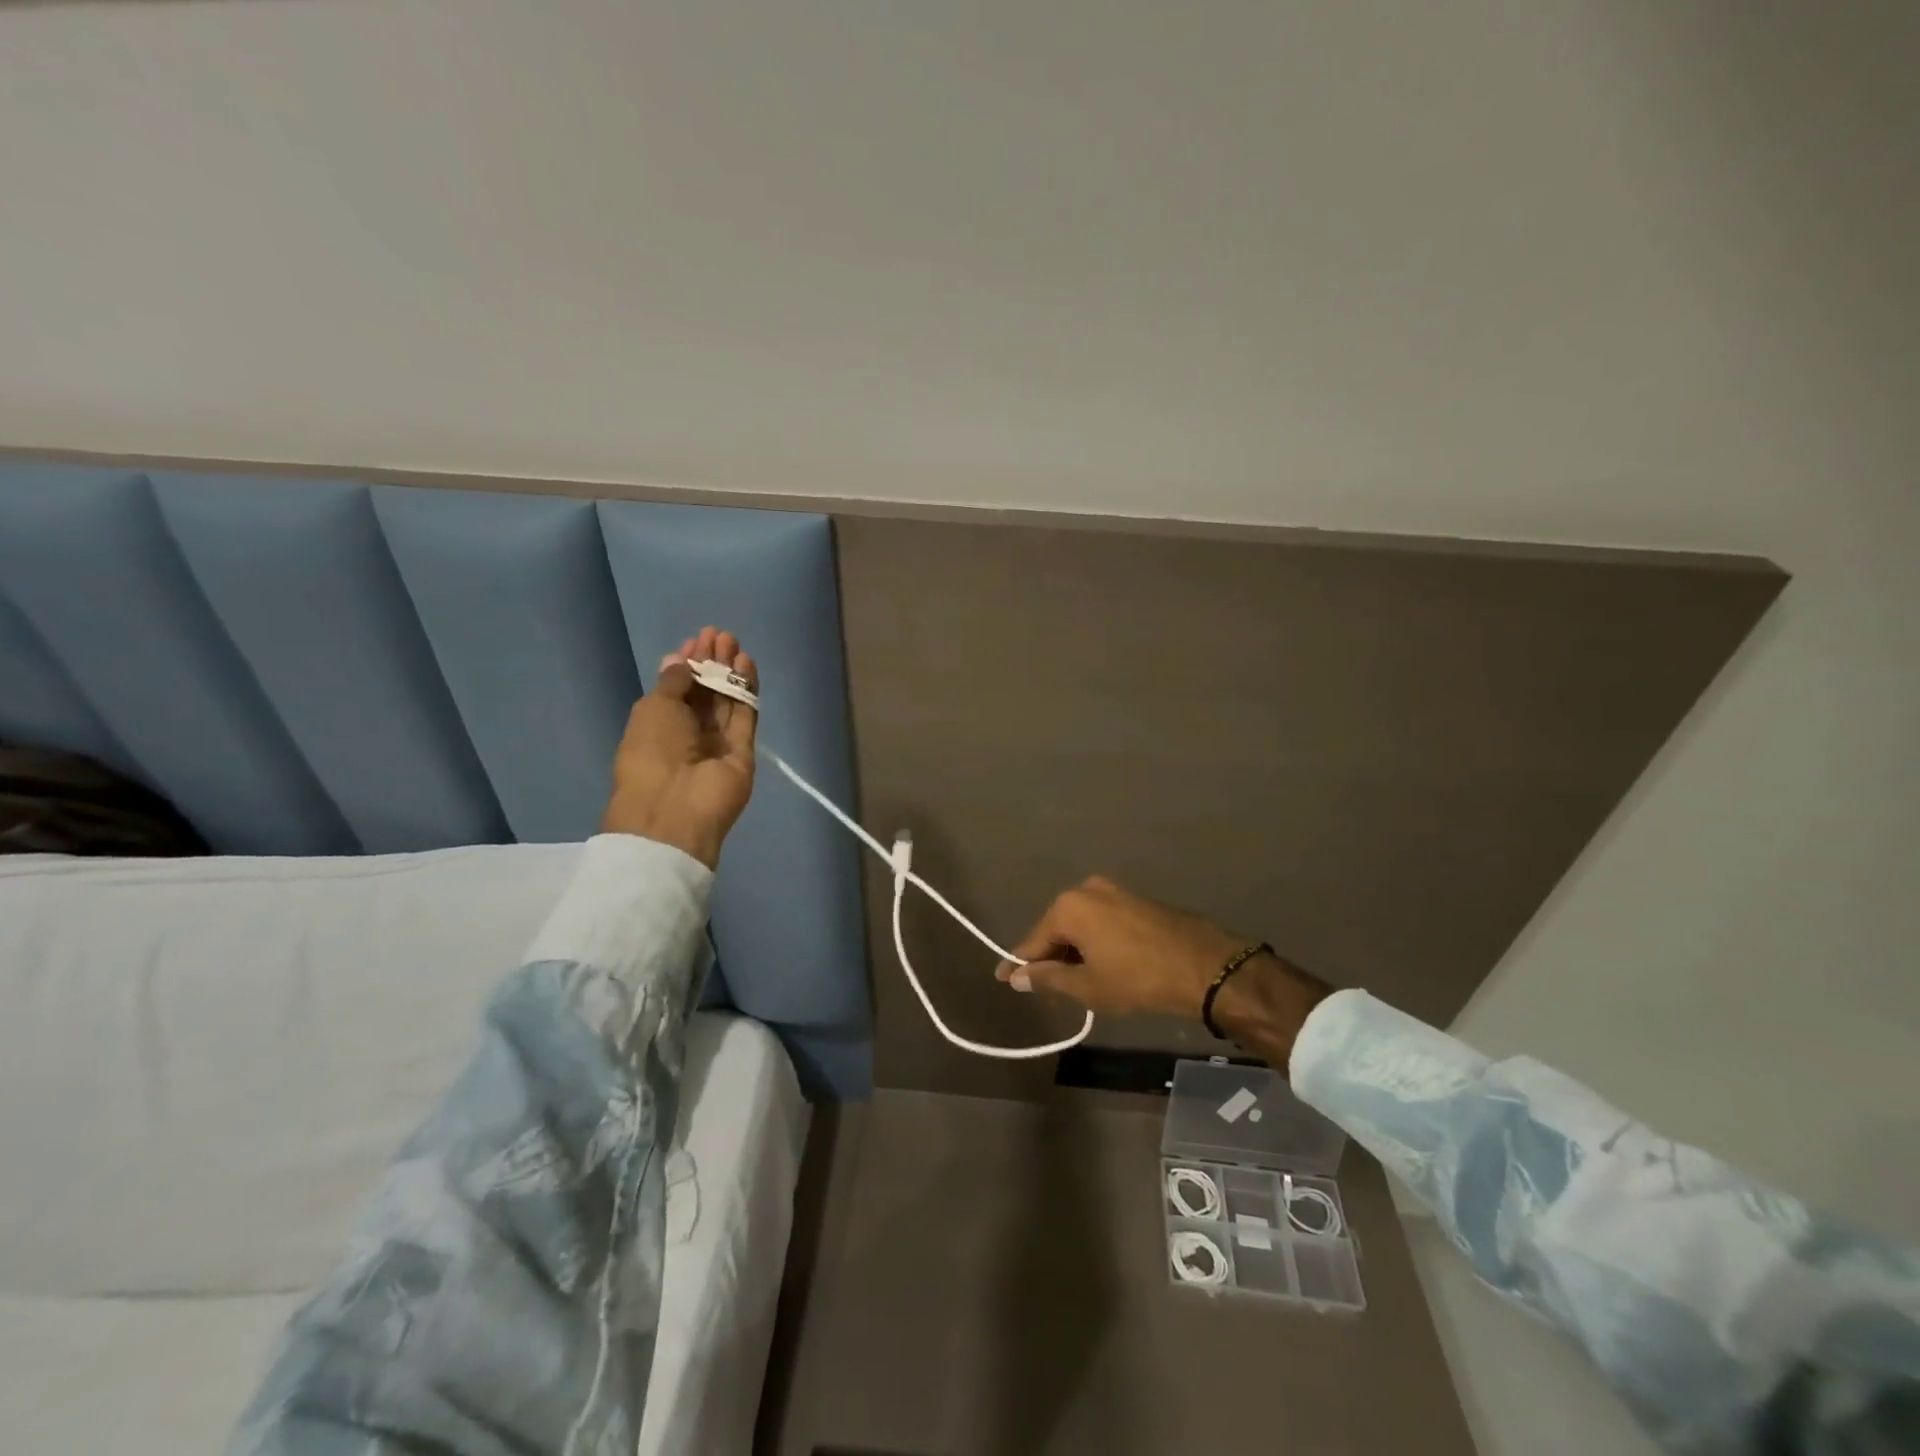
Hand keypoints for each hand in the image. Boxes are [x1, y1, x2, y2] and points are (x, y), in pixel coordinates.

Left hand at [601, 626, 757, 868]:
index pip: (678, 689)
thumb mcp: (654, 708)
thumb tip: (679, 660)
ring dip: (729, 671)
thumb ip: (674, 682)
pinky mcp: (743, 751)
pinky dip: (746, 690)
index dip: (687, 664)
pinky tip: (746, 664)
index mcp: (659, 726)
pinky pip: (745, 715)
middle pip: (705, 693)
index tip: (695, 640)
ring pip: (727, 701)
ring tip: (733, 642)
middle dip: (711, 663)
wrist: (675, 808)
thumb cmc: (651, 753)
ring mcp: (718, 743)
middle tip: (719, 635)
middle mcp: (689, 733)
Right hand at [994, 876, 1247, 1018]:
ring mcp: (1114, 891)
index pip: (1034, 940)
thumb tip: (1016, 976)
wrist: (1203, 966)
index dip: (1019, 963)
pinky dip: (1095, 942)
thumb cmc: (1137, 978)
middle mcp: (1087, 889)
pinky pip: (1101, 921)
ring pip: (1080, 925)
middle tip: (1043, 988)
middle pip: (1057, 929)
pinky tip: (1100, 965)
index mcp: (1069, 906)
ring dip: (1074, 951)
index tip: (1002, 978)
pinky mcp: (1135, 899)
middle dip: (1050, 957)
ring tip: (1074, 982)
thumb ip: (1048, 978)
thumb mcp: (1087, 985)